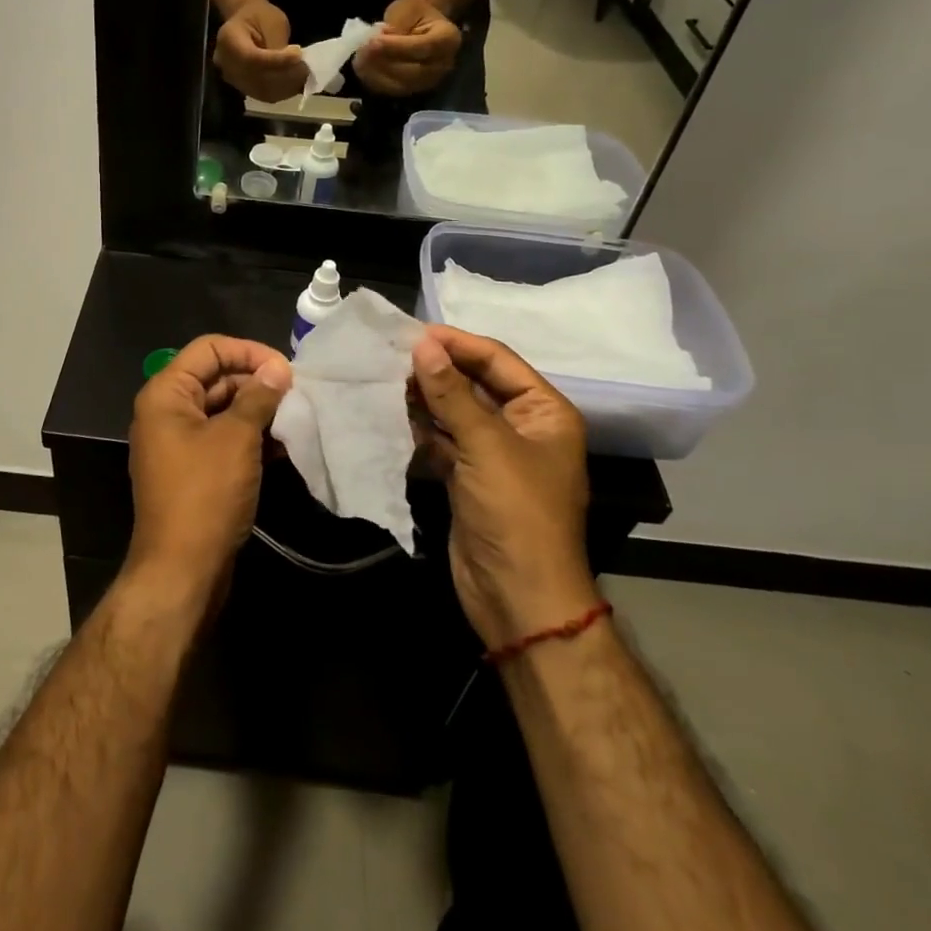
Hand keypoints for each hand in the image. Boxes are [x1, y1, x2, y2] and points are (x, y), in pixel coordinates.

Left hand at [127, 335, 292, 595]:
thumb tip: (278, 369)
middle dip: (256, 380)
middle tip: (297, 393)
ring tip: (295, 416)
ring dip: (257, 409)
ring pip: (222, 408)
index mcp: (166, 393)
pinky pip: (222, 437)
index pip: (209, 349)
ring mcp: (178, 442)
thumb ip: (258, 396)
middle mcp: (167, 411)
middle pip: (215, 376)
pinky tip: (283, 444)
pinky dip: (249, 436)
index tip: (285, 369)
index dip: (248, 351)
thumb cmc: (205, 494)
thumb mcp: (236, 438)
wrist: (182, 571)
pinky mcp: (193, 469)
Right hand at [213, 0, 308, 102]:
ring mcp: (231, 78)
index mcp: (228, 39)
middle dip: (284, 75)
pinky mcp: (241, 87)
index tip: (298, 55)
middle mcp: (225, 63)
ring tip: (303, 75)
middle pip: (255, 78)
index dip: (276, 61)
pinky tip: (295, 83)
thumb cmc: (260, 16)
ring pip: (260, 90)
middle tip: (305, 68)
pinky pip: (262, 95)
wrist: (246, 23)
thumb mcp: (272, 21)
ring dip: (285, 86)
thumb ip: (277, 43)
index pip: (252, 57)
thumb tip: (291, 63)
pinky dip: (281, 92)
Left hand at [353, 0, 462, 95]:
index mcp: (448, 39)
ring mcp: (429, 82)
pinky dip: (374, 81)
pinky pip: (391, 91)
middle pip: (412, 72)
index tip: (374, 41)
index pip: (423, 47)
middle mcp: (443, 65)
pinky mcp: (413, 91)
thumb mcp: (407, 9)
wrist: (420, 26)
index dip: (396, 46)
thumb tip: (378, 41)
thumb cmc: (415, 14)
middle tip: (362, 51)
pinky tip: (363, 68)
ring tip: (359, 58)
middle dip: (383, 62)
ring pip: (399, 85)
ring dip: (376, 73)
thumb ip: (396, 25)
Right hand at [411, 326, 599, 648]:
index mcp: (544, 412)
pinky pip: (443, 439)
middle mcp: (522, 426)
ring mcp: (494, 454)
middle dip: (438, 369)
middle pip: (475, 383)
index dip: (458, 343)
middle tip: (392, 354)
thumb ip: (451, 393)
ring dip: (425, 397)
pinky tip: (393, 414)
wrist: (518, 598)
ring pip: (455, 411)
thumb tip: (422, 343)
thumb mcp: (486, 445)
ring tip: (386, 379)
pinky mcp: (469, 477)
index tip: (414, 331)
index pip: (498, 360)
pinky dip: (421, 427)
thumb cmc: (516, 513)